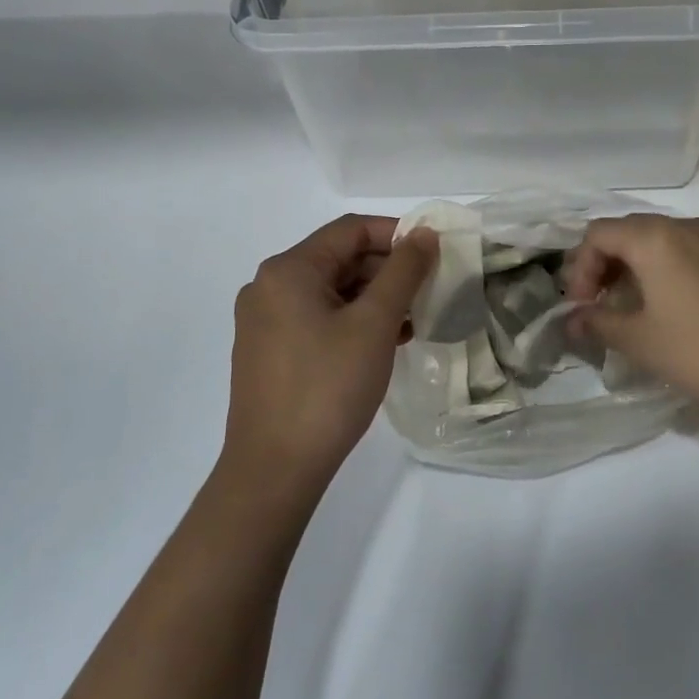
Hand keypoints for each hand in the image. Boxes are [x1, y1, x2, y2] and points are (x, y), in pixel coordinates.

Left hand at [224, 215, 436, 500]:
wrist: (274, 469)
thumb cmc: (328, 388)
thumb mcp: (374, 324)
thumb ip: (403, 272)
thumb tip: (424, 233)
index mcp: (288, 270)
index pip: (351, 230)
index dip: (397, 234)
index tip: (434, 254)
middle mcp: (269, 286)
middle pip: (339, 259)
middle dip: (387, 270)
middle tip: (428, 291)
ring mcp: (264, 321)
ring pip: (331, 291)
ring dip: (374, 298)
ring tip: (413, 320)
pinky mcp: (268, 351)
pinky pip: (317, 318)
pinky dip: (352, 321)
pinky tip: (385, 342)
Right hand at [564, 214, 698, 418]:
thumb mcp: (640, 341)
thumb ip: (598, 323)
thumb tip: (572, 320)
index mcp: (653, 238)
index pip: (598, 234)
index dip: (579, 268)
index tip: (581, 306)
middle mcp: (685, 227)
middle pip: (629, 231)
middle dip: (606, 265)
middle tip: (601, 303)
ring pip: (663, 240)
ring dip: (639, 267)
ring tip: (637, 306)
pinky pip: (693, 252)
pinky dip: (672, 270)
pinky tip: (680, 308)